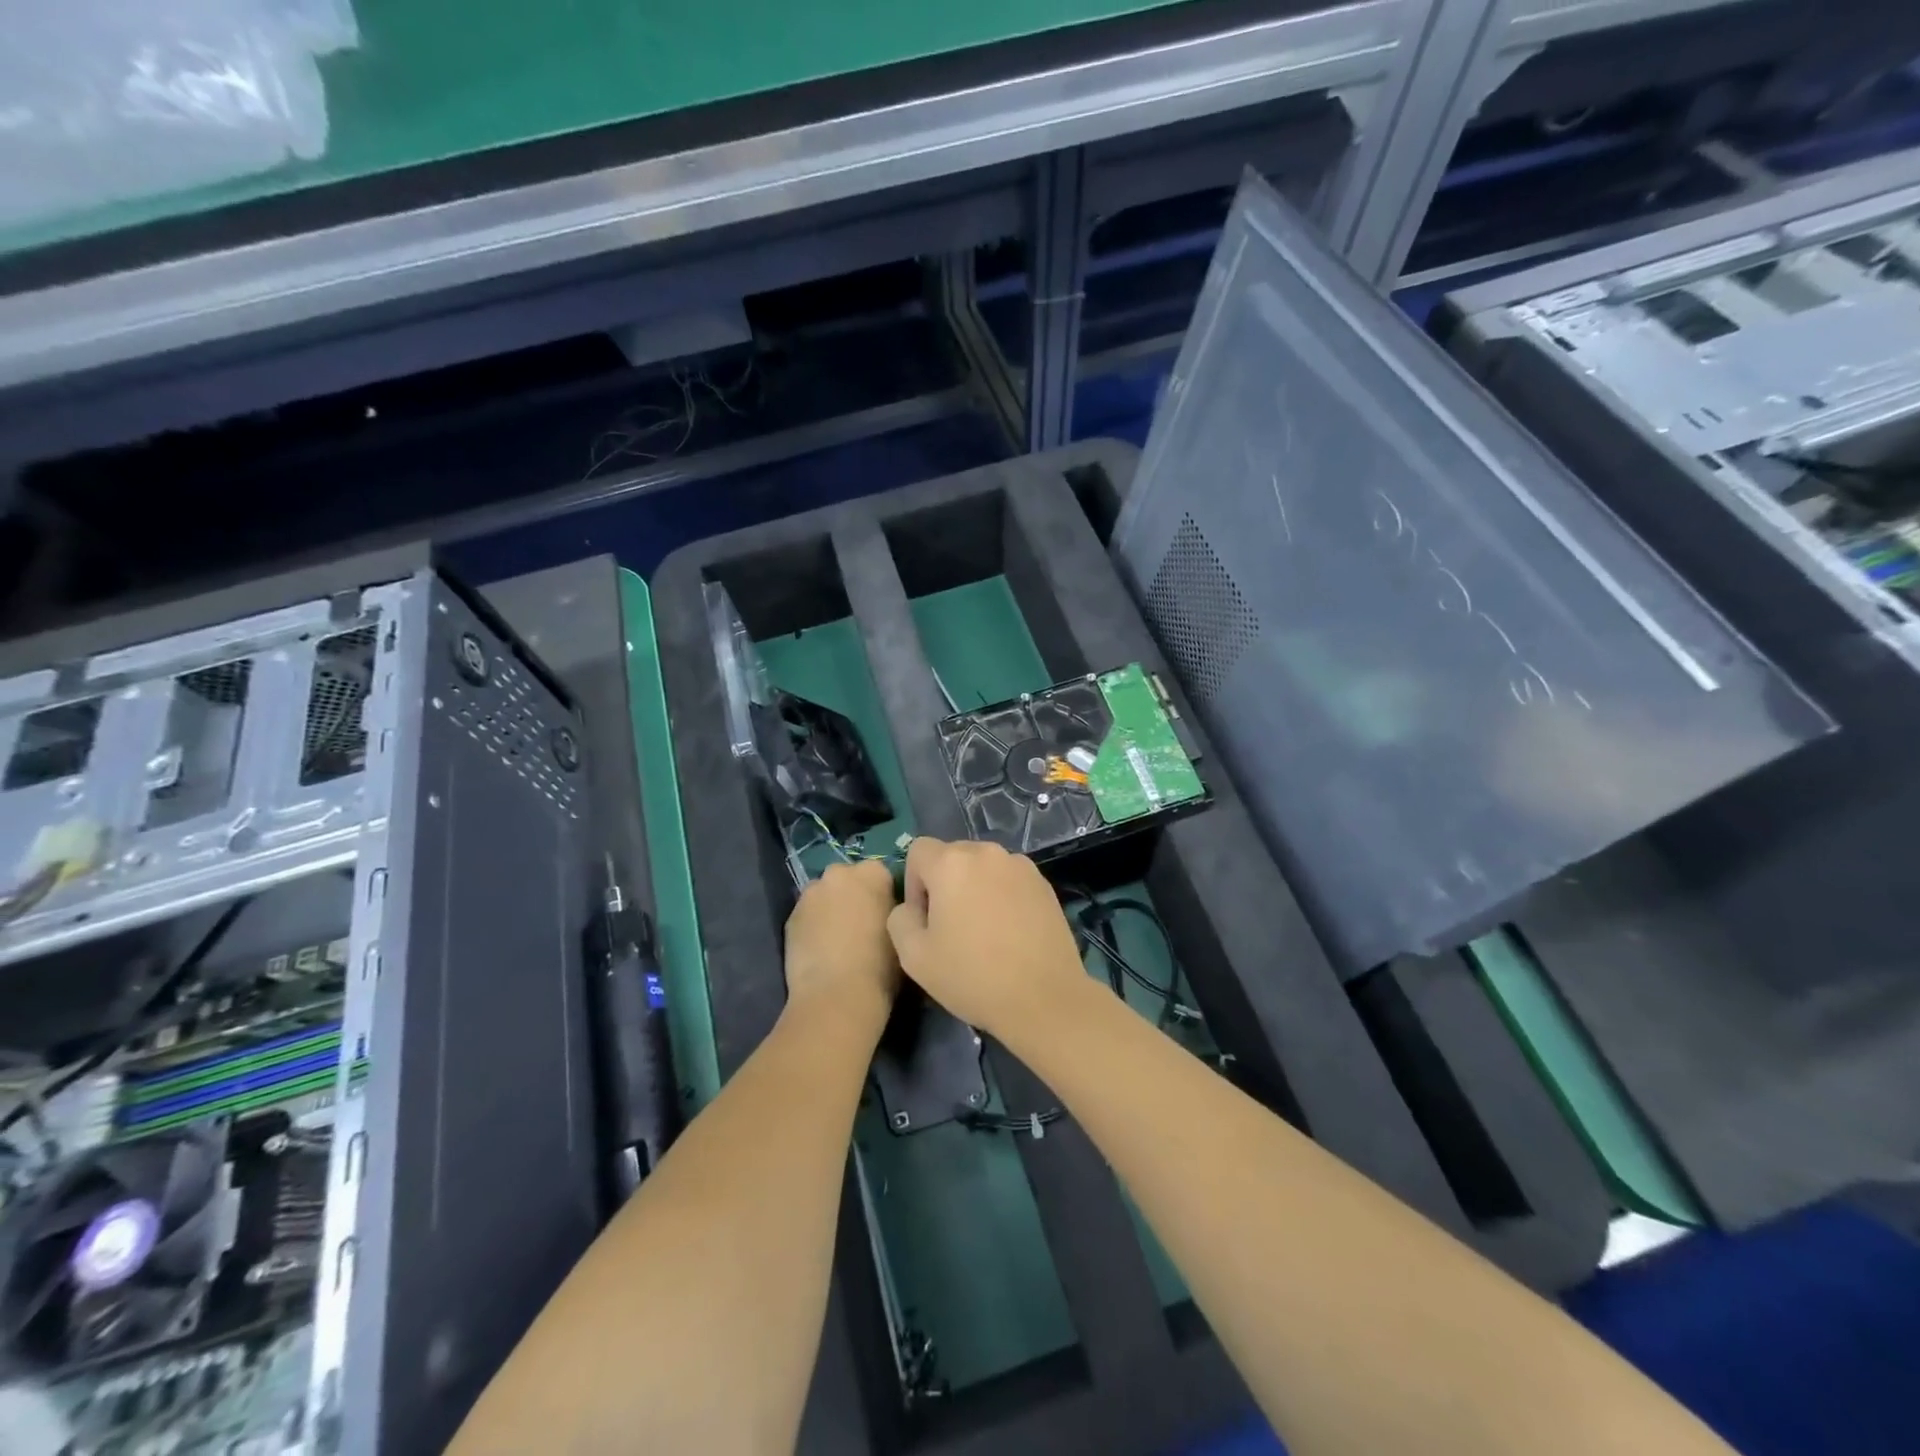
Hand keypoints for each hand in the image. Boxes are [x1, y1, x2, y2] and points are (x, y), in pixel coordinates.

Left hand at [785, 860, 900, 1032]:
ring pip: (824, 896)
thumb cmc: (881, 965)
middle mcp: (838, 873)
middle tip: (861, 927)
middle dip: (853, 896)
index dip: (883, 896)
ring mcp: (811, 893)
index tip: (884, 917)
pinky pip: (807, 915)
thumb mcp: (900, 931)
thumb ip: (891, 910)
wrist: (837, 996)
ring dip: (831, 909)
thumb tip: (882, 911)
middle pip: (848, 880)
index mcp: (872, 872)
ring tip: (838, 941)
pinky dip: (813, 926)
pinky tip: (820, 951)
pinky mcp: (790, 916)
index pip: (881, 875)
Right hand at [886, 839, 1088, 1041]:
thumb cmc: (973, 976)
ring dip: (974, 888)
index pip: (918, 851)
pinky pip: (1009, 879)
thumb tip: (911, 908)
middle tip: (951, 928)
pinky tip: (1009, 933)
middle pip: (952, 856)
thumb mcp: (913, 956)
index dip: (913, 883)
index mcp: (952, 862)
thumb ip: (899, 919)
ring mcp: (1020, 865)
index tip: (924, 920)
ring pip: (983, 867)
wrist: (1044, 999)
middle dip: (944, 884)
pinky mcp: (1044, 883)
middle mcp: (987, 852)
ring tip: (983, 931)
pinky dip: (1001, 895)